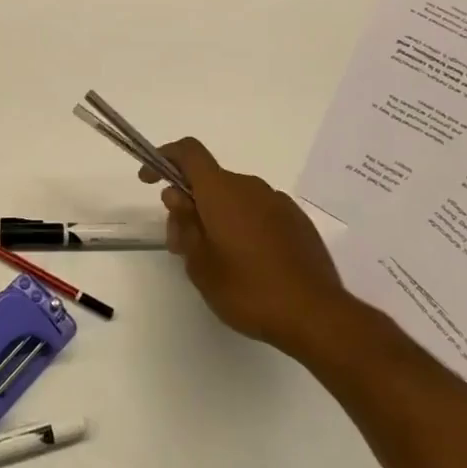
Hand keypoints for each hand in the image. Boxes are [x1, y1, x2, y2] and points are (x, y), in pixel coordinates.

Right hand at [143, 138, 346, 358]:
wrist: (316, 315)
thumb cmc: (248, 289)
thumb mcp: (200, 264)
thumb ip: (184, 224)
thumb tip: (178, 195)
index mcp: (221, 191)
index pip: (188, 152)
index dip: (163, 158)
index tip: (150, 180)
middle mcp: (250, 186)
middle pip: (209, 181)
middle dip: (190, 204)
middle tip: (182, 245)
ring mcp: (278, 202)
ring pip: (235, 198)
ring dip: (217, 217)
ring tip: (216, 260)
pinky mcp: (298, 221)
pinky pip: (259, 212)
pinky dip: (244, 226)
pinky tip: (249, 263)